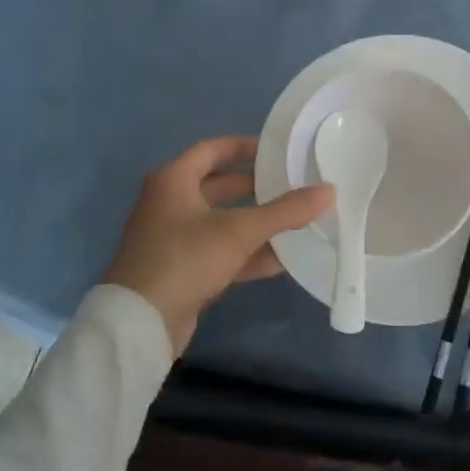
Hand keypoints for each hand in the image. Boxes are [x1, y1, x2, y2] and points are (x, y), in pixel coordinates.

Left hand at [103, 136, 333, 354]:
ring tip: (298, 222)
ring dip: (257, 224)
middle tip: (296, 186)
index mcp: (174, 180)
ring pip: (224, 222)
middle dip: (258, 188)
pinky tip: (283, 260)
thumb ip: (285, 211)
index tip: (280, 150)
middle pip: (221, 186)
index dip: (247, 147)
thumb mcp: (239, 230)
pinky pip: (221, 252)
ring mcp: (175, 238)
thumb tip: (329, 191)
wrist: (140, 323)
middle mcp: (171, 203)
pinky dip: (248, 254)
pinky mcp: (182, 269)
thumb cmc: (185, 258)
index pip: (215, 149)